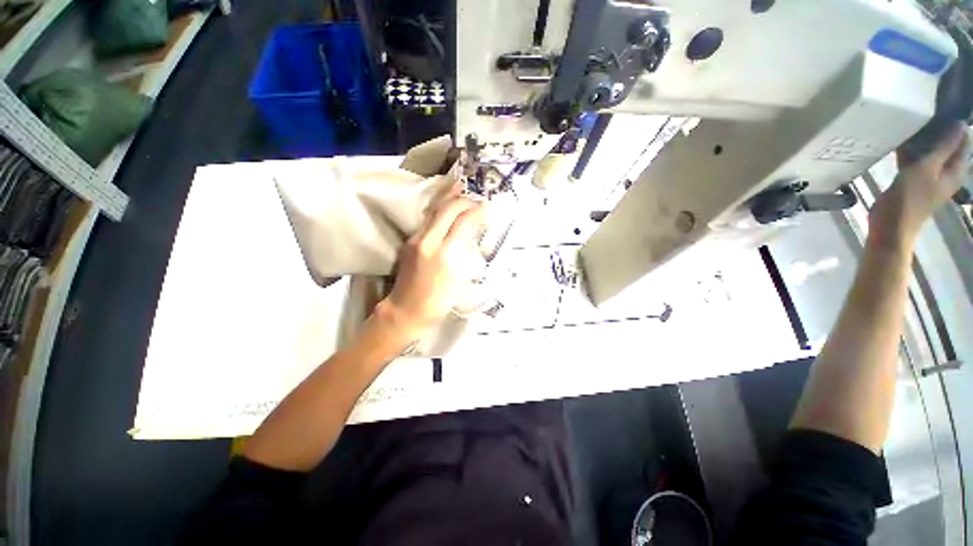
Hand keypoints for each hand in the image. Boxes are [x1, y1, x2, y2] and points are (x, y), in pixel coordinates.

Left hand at [377, 195, 484, 336]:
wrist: (406, 311)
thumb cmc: (439, 302)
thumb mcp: (460, 279)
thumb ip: (466, 252)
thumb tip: (473, 232)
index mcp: (445, 255)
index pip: (463, 221)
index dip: (477, 210)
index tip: (488, 206)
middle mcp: (428, 241)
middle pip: (447, 209)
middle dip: (464, 200)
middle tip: (477, 199)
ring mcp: (415, 239)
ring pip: (434, 210)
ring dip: (450, 199)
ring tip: (462, 191)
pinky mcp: (409, 241)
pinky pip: (427, 219)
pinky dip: (441, 210)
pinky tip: (448, 208)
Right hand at [873, 123, 967, 242]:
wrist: (891, 225)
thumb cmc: (911, 198)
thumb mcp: (927, 168)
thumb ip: (944, 146)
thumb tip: (959, 124)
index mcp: (955, 170)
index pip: (963, 142)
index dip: (956, 126)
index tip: (944, 109)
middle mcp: (946, 172)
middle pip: (947, 146)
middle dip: (939, 131)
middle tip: (927, 113)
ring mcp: (929, 177)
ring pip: (930, 152)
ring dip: (924, 141)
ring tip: (914, 124)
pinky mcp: (913, 181)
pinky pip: (916, 160)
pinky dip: (912, 151)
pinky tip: (903, 143)